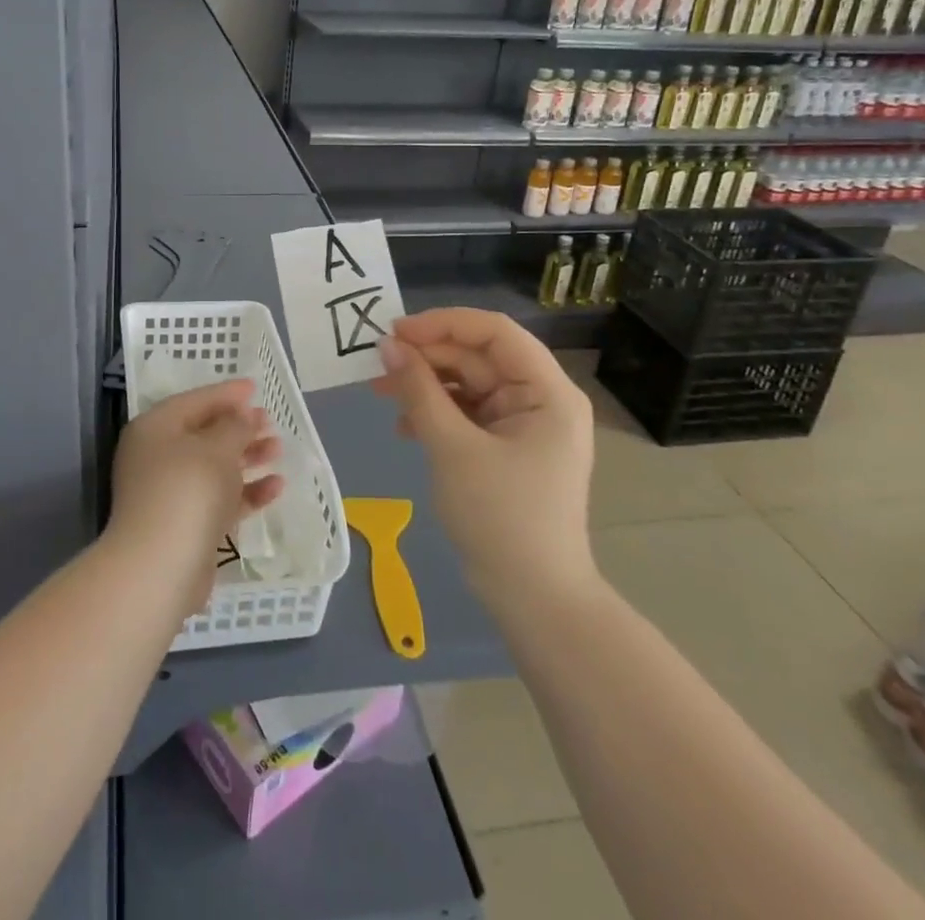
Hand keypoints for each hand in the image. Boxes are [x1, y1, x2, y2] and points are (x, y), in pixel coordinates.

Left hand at [109, 380, 284, 614]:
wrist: (161, 566)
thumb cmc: (188, 489)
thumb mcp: (217, 447)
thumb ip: (234, 426)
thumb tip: (241, 416)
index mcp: (155, 428)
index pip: (195, 401)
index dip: (226, 393)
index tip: (255, 388)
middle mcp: (157, 457)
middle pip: (204, 434)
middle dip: (239, 427)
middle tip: (270, 421)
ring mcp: (170, 493)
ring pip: (214, 467)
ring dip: (246, 457)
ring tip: (278, 449)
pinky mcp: (186, 525)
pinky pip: (220, 498)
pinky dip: (246, 491)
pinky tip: (276, 486)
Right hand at [372, 308, 597, 602]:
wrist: (534, 600)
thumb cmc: (501, 517)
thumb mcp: (452, 448)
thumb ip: (419, 391)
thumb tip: (387, 345)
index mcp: (546, 391)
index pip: (495, 332)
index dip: (443, 324)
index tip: (395, 332)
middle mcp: (539, 399)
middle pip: (478, 357)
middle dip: (427, 358)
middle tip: (377, 363)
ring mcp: (523, 425)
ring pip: (467, 385)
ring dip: (425, 386)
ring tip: (381, 393)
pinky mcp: (505, 448)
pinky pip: (466, 414)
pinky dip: (435, 414)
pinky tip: (404, 428)